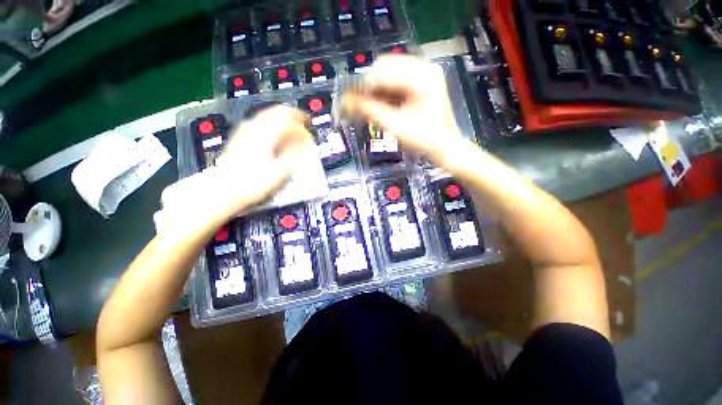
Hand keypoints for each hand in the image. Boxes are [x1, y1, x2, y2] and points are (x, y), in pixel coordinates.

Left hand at [159, 105, 311, 233]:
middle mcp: (254, 128)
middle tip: (302, 120)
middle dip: (291, 114)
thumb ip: (293, 153)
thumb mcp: (279, 171)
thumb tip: (303, 141)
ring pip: (265, 114)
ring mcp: (244, 131)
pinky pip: (257, 121)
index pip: (287, 121)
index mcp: (265, 136)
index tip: (309, 131)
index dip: (300, 125)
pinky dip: (270, 121)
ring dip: (280, 116)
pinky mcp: (239, 137)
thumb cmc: (254, 183)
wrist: (225, 190)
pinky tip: (273, 129)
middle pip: (275, 112)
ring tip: (291, 123)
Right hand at [341, 55, 467, 165]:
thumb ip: (369, 110)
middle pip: (387, 66)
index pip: (383, 69)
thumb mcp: (395, 125)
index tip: (350, 100)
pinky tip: (383, 104)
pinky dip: (387, 90)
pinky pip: (398, 79)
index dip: (364, 84)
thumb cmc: (423, 139)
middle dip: (371, 85)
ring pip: (391, 72)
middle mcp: (424, 67)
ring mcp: (425, 72)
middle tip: (361, 105)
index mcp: (421, 76)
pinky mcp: (423, 80)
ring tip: (372, 106)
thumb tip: (345, 101)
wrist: (445, 146)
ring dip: (378, 88)